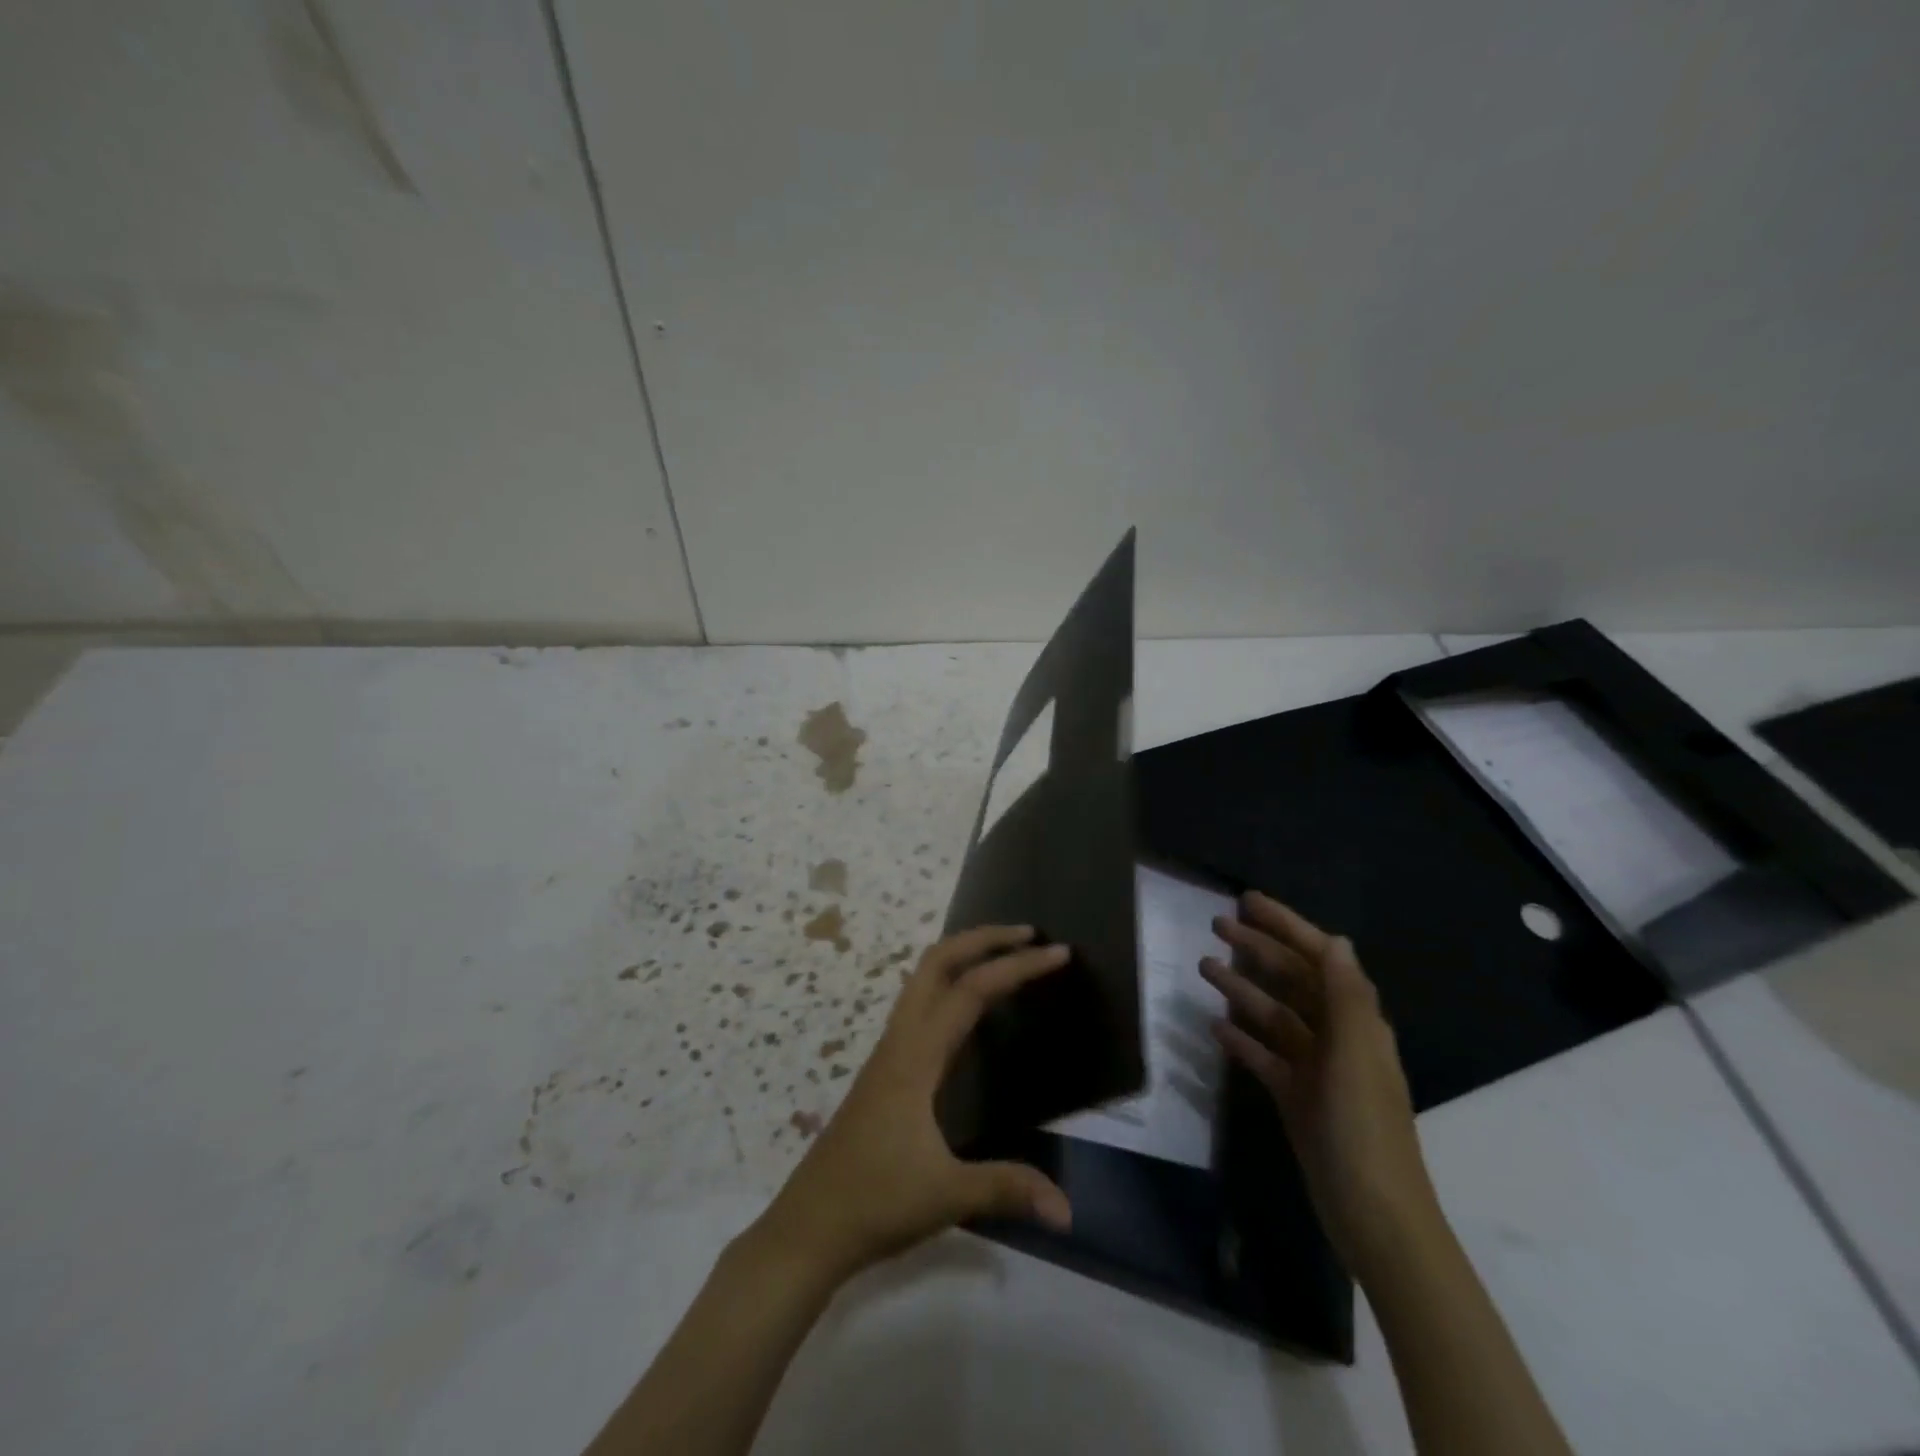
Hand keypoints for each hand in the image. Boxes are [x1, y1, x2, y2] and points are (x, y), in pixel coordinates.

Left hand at [753, 925, 1073, 1283]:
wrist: (809, 1227)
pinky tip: (970, 1010)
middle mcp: (900, 1041)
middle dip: (982, 939)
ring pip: (923, 980)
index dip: (1017, 967)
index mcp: (915, 1057)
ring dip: (963, 956)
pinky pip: (920, 1006)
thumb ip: (1008, 1189)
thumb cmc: (875, 1203)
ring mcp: (889, 1053)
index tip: (1058, 954)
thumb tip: (1068, 1210)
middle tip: (1028, 935)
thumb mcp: (947, 1196)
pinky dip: (949, 985)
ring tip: (1005, 957)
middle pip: (937, 962)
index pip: (972, 991)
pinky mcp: (885, 1070)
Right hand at [1202, 893, 1438, 1278]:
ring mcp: (1315, 1069)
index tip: (1249, 901)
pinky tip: (1214, 1026)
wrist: (1373, 1216)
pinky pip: (1264, 1056)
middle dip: (1259, 949)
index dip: (1287, 926)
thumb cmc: (1363, 1129)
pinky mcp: (1296, 1097)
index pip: (1321, 957)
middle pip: (1293, 980)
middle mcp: (1337, 1037)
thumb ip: (1346, 996)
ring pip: (1274, 1015)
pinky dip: (1242, 1038)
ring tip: (1204, 967)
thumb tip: (1336, 940)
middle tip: (1216, 925)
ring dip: (1243, 988)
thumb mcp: (1356, 1056)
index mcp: (1357, 1022)